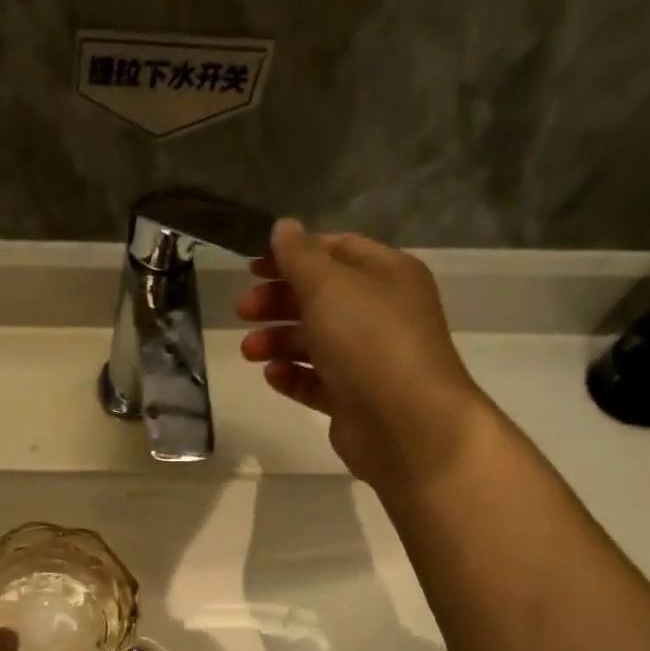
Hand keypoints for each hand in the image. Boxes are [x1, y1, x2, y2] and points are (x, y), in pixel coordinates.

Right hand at [239, 220, 491, 495]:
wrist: (406, 423)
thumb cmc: (369, 341)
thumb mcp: (330, 286)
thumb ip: (299, 256)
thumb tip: (283, 227)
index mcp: (386, 275)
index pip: (336, 251)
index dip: (292, 255)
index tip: (251, 268)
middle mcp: (381, 312)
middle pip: (320, 297)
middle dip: (278, 302)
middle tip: (243, 311)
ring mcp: (368, 358)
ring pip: (315, 341)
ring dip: (278, 341)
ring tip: (249, 351)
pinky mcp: (354, 398)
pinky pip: (316, 380)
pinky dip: (293, 375)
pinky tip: (272, 376)